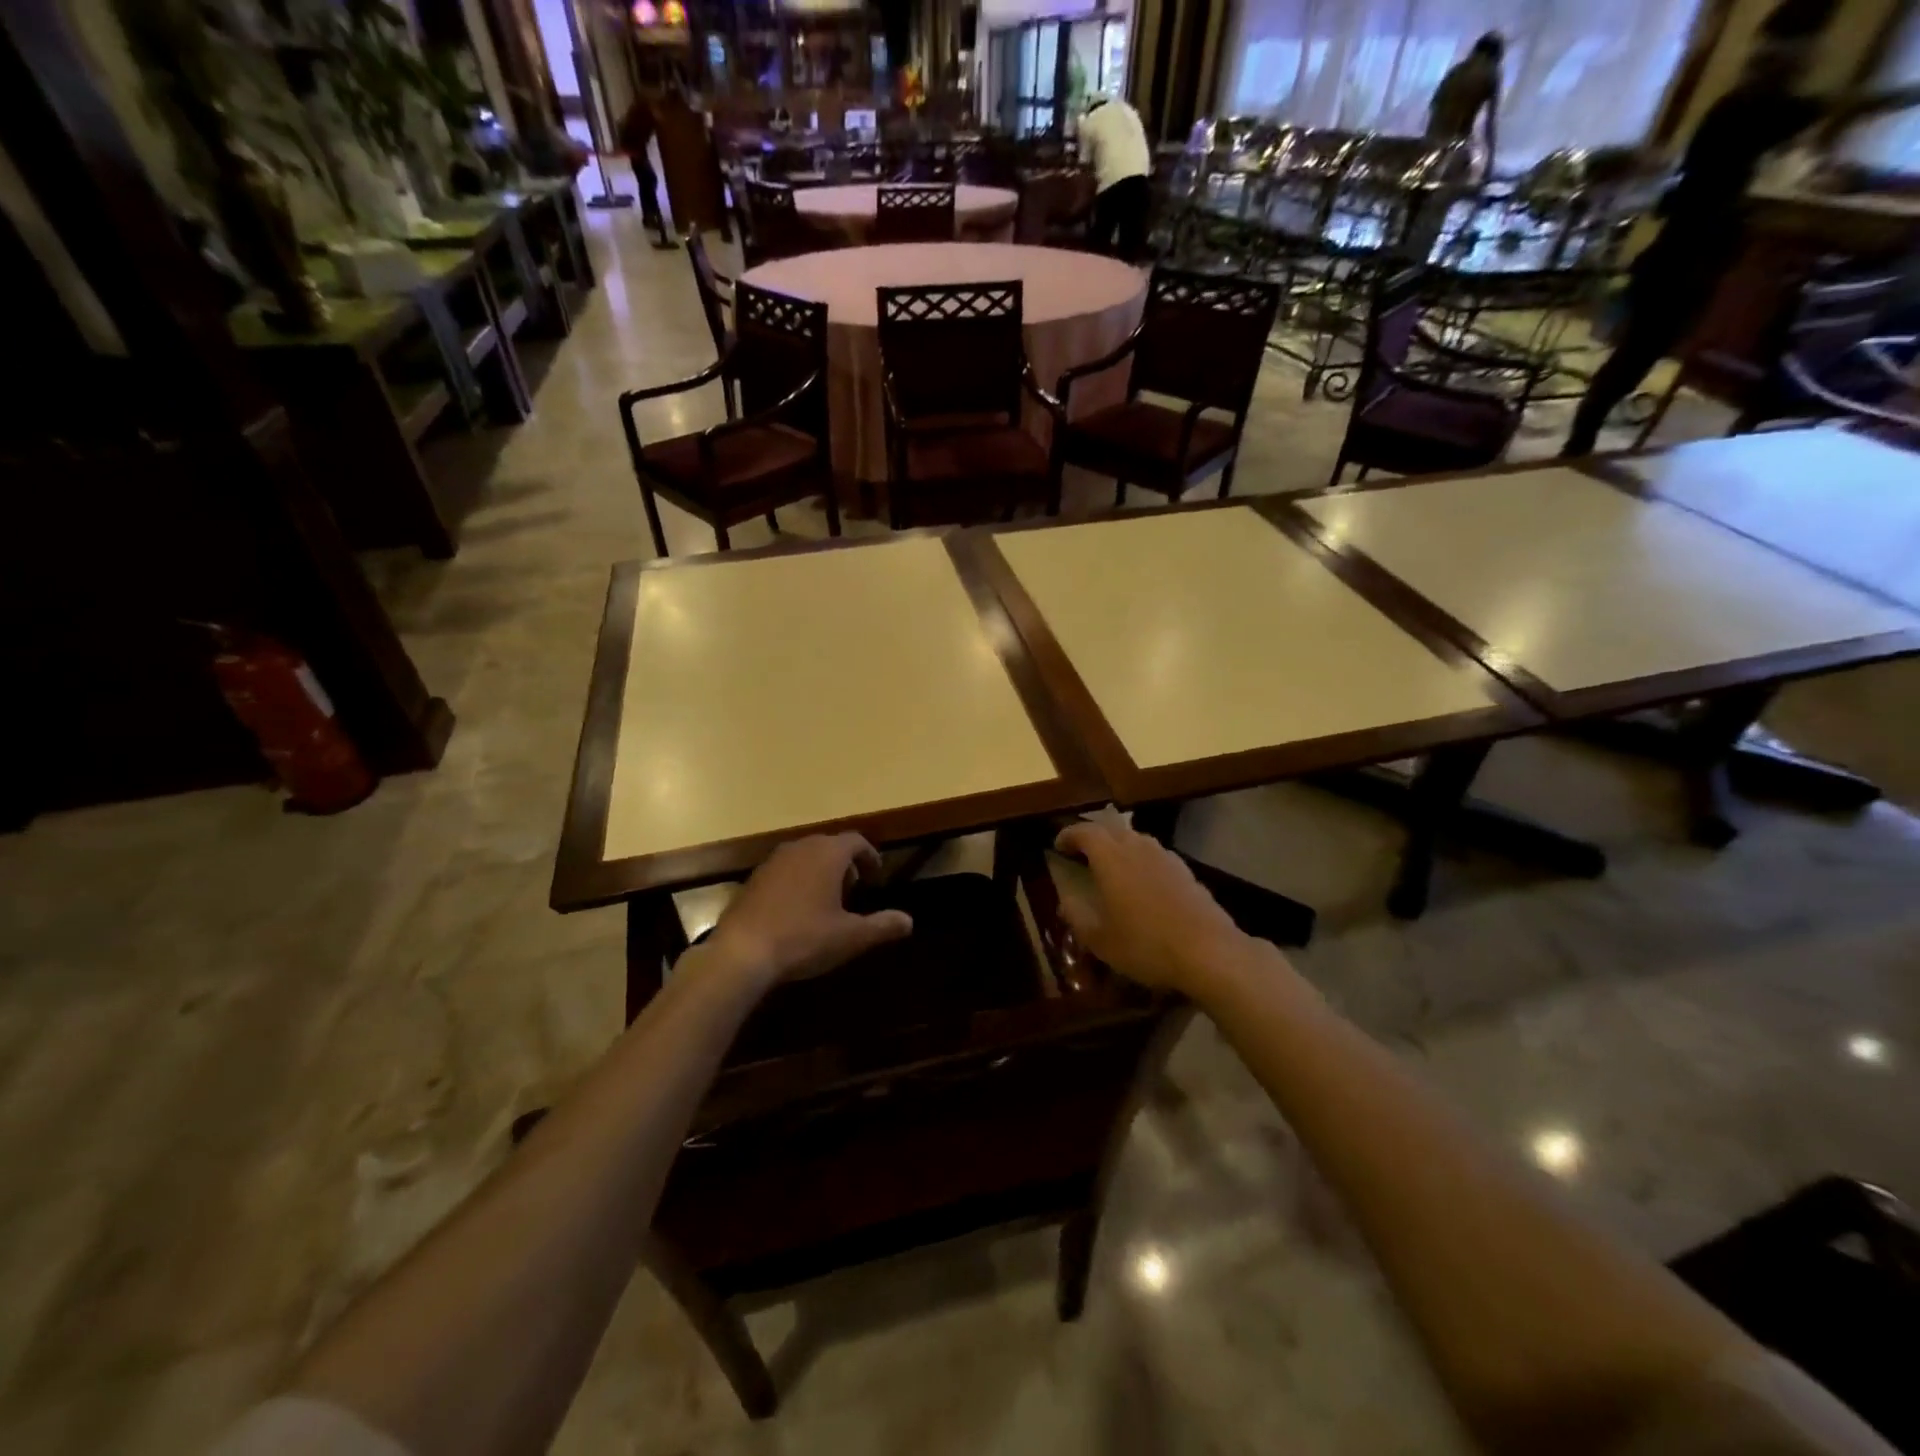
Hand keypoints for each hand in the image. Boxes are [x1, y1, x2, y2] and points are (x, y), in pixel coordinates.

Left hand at [704, 834, 912, 986]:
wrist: (742, 952)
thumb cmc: (804, 938)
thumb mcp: (850, 937)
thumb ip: (882, 926)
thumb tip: (909, 921)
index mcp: (827, 854)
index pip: (855, 841)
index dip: (869, 856)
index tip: (876, 875)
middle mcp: (800, 848)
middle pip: (829, 845)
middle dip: (845, 863)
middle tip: (854, 888)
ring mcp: (773, 861)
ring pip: (805, 856)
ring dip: (820, 871)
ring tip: (827, 900)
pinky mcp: (753, 879)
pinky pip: (784, 870)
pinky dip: (797, 880)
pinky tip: (796, 910)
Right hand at [1053, 820, 1260, 994]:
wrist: (1209, 952)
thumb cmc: (1145, 944)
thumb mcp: (1099, 939)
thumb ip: (1076, 915)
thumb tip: (1064, 900)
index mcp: (1111, 858)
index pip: (1085, 832)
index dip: (1068, 835)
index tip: (1057, 845)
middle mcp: (1137, 847)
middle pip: (1111, 829)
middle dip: (1093, 837)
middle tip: (1081, 853)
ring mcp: (1166, 857)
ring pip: (1136, 840)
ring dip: (1119, 847)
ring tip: (1111, 867)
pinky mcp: (1186, 871)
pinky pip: (1155, 855)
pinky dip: (1141, 861)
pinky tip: (1143, 884)